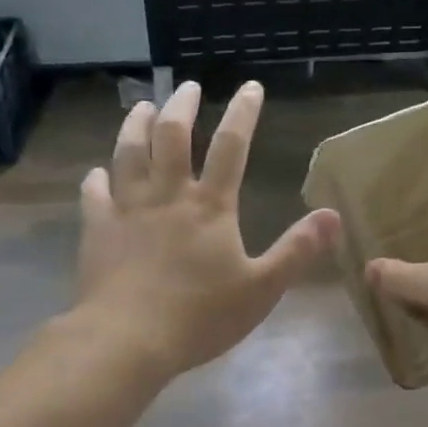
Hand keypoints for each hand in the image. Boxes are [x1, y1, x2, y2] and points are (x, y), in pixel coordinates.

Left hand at [77, 81, 340, 377]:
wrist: (127, 339)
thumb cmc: (200, 316)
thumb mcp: (262, 289)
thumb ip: (297, 250)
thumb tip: (333, 215)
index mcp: (210, 206)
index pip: (232, 146)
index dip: (243, 113)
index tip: (250, 87)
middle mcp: (168, 195)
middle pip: (173, 136)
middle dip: (182, 106)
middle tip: (188, 87)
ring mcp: (128, 209)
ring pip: (129, 153)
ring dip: (136, 126)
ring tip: (144, 108)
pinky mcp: (98, 229)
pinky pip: (94, 194)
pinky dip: (96, 178)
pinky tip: (97, 173)